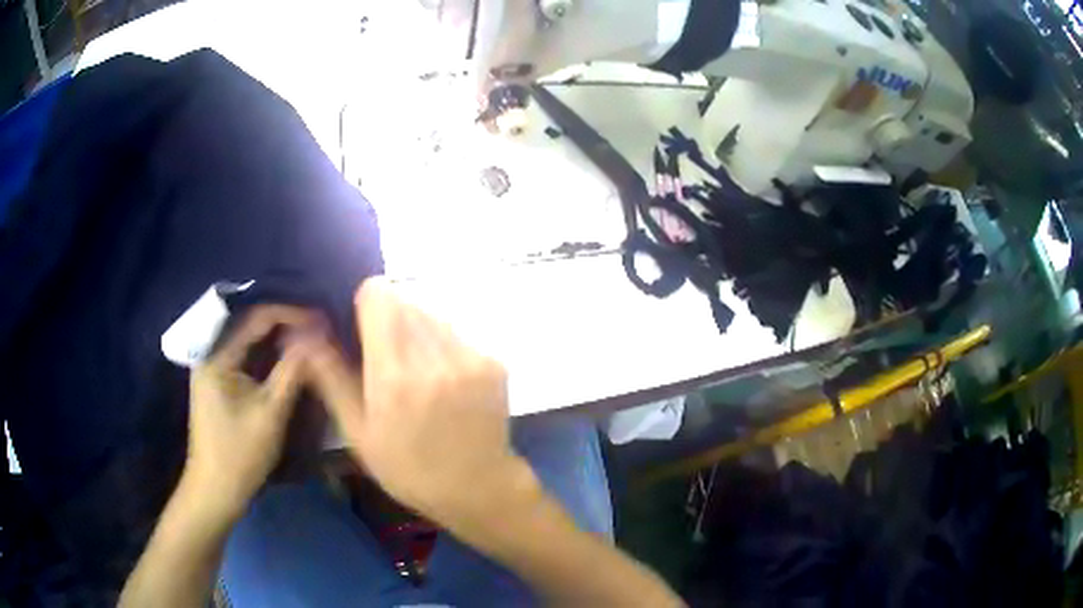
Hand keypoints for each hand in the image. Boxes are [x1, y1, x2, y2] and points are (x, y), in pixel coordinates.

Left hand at [182, 305, 316, 520]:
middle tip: (317, 330)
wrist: (215, 490)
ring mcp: (212, 369)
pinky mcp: (217, 384)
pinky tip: (285, 361)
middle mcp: (210, 354)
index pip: (256, 318)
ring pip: (248, 343)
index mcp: (216, 356)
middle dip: (284, 325)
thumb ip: (292, 371)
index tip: (320, 319)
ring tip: (307, 341)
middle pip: (250, 327)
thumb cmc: (241, 453)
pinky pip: (244, 359)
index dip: (290, 314)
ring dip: (276, 340)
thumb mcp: (271, 412)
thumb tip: (315, 337)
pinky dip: (266, 357)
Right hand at [303, 278, 524, 525]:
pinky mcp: (493, 362)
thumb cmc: (408, 469)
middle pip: (404, 300)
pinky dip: (442, 346)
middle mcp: (435, 357)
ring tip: (415, 372)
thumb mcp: (358, 432)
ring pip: (431, 314)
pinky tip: (443, 381)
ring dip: (416, 330)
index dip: (364, 303)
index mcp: (395, 376)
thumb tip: (305, 331)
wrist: (477, 488)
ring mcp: (471, 357)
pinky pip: (457, 333)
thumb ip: (330, 376)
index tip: (359, 328)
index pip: (378, 294)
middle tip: (384, 357)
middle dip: (388, 319)